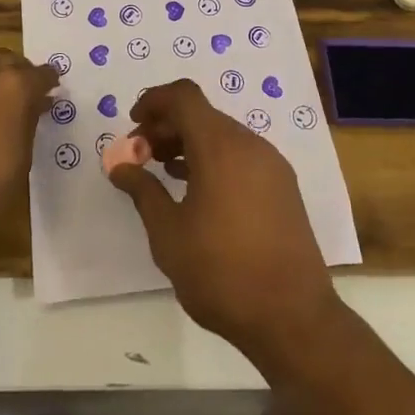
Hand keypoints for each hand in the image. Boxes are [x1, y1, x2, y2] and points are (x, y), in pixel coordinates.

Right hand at [108, 80, 340, 372]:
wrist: (294, 319)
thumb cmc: (222, 273)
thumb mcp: (168, 234)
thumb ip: (142, 190)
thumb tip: (120, 164)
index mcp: (220, 146)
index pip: (184, 96)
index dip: (154, 101)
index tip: (133, 125)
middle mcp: (250, 144)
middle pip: (202, 114)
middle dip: (167, 126)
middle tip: (141, 155)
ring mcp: (271, 165)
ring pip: (222, 134)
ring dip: (190, 143)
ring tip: (164, 172)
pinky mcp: (283, 187)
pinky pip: (240, 155)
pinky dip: (213, 159)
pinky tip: (197, 191)